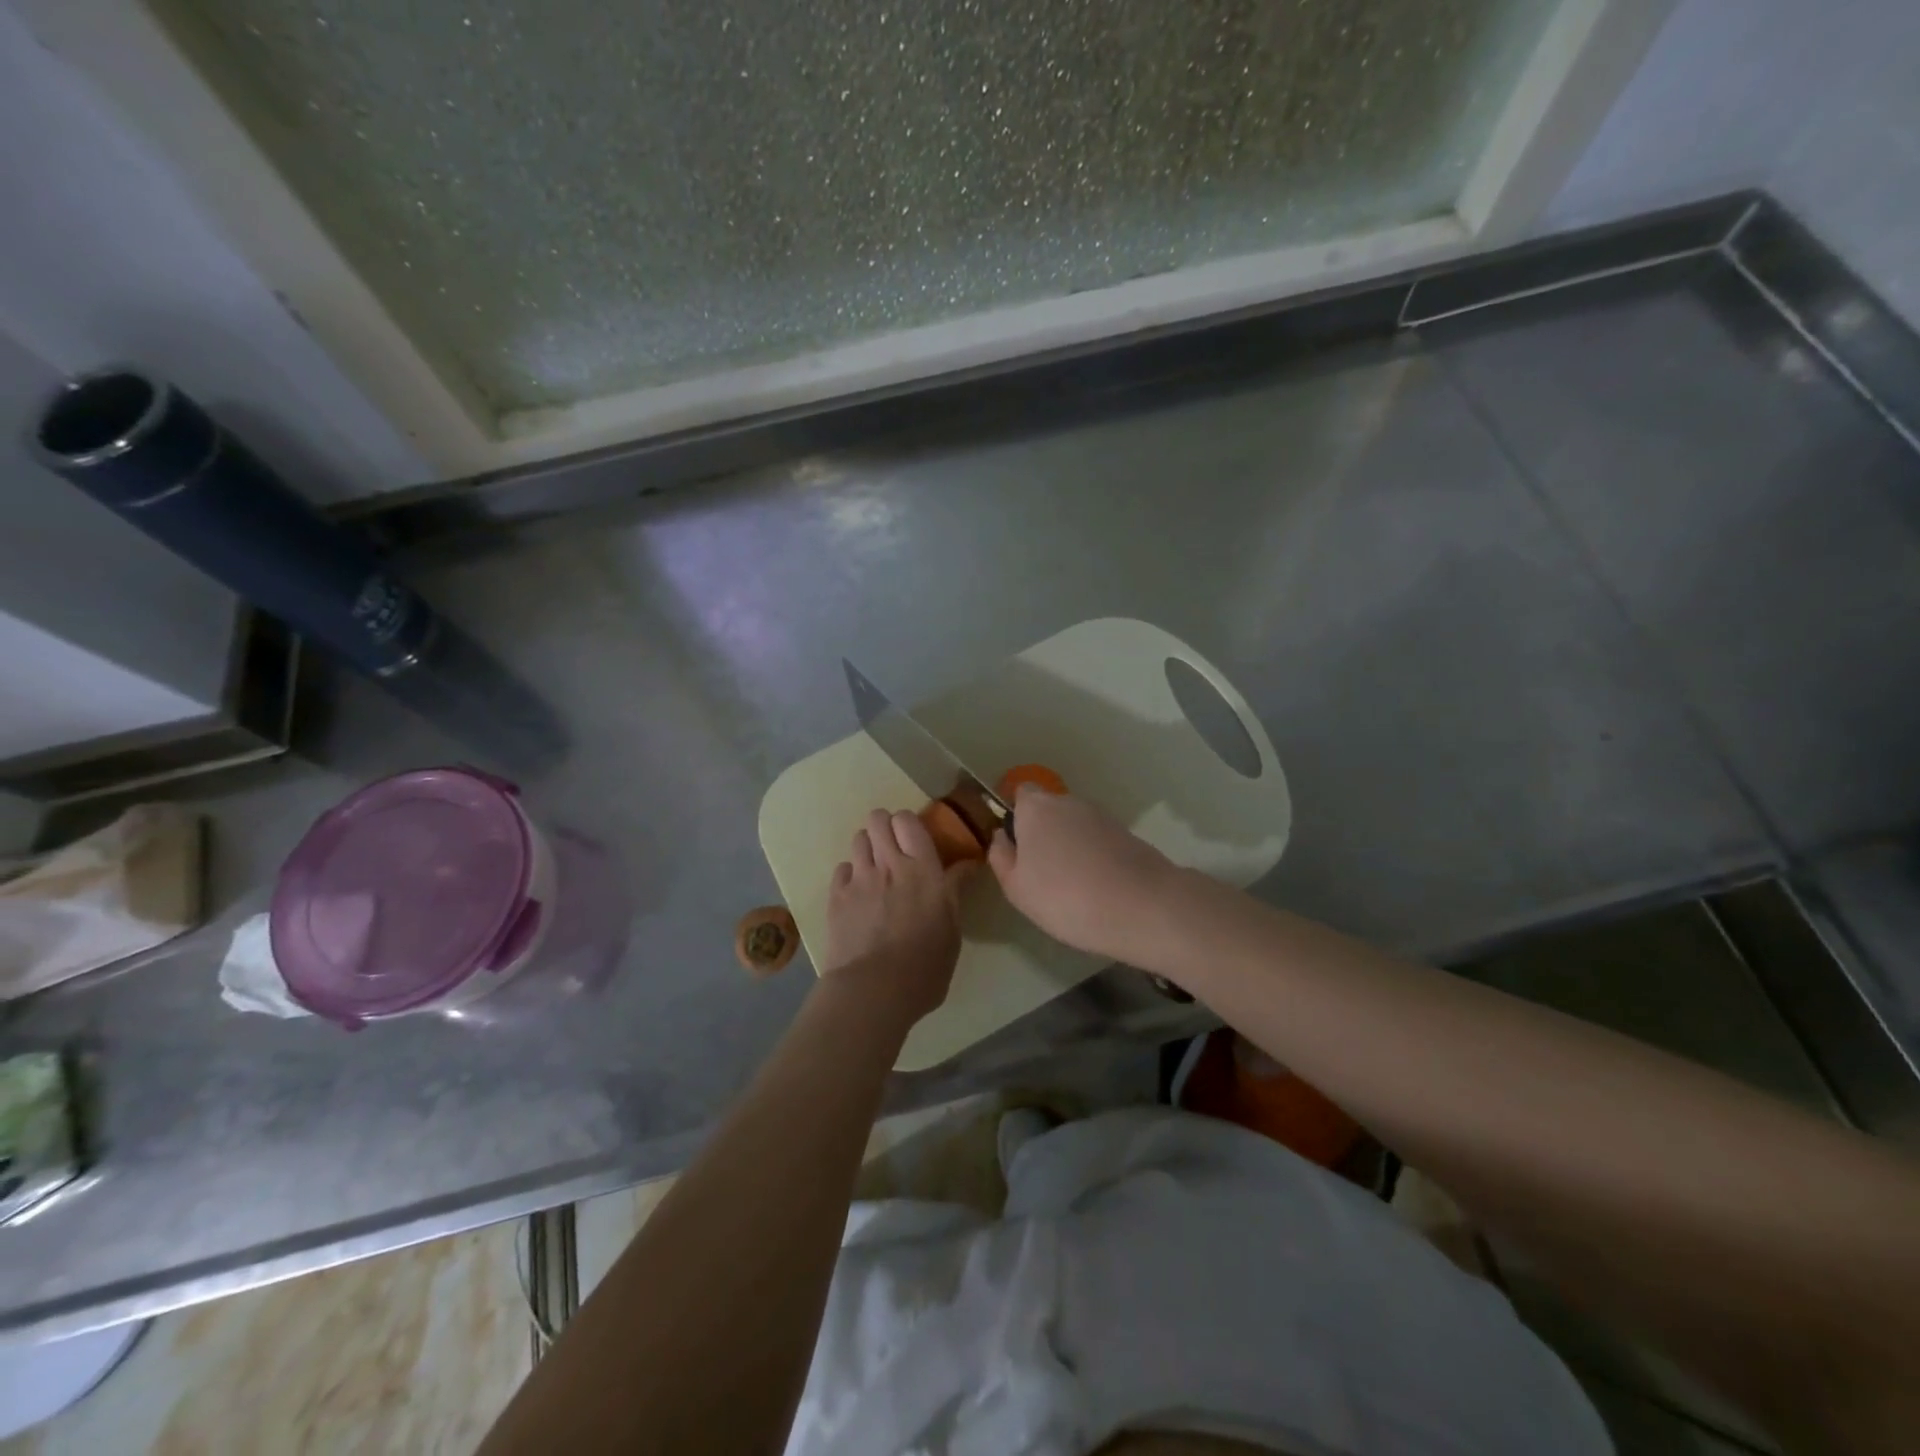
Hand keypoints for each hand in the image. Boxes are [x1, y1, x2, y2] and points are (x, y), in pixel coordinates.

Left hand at [822, 809, 974, 1026]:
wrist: (873, 990)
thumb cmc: (925, 966)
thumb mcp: (952, 930)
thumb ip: (955, 891)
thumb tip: (967, 865)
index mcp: (923, 869)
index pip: (909, 821)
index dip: (909, 823)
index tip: (916, 839)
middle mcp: (888, 864)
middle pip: (878, 819)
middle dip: (885, 826)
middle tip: (894, 848)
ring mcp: (859, 879)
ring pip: (858, 838)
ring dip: (868, 847)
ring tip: (875, 868)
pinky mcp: (836, 897)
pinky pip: (842, 868)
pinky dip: (850, 874)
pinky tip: (858, 892)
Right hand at [988, 787, 1177, 960]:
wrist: (1141, 906)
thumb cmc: (1065, 896)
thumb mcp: (1016, 887)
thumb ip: (1001, 857)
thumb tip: (1002, 837)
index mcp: (1036, 808)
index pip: (1020, 793)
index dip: (1017, 817)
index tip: (1018, 848)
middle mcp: (1068, 802)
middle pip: (1048, 811)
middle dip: (1044, 834)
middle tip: (1042, 875)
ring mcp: (1102, 815)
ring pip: (1075, 826)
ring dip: (1070, 846)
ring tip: (1072, 887)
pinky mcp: (1126, 833)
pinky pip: (1098, 841)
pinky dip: (1094, 856)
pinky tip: (1098, 888)